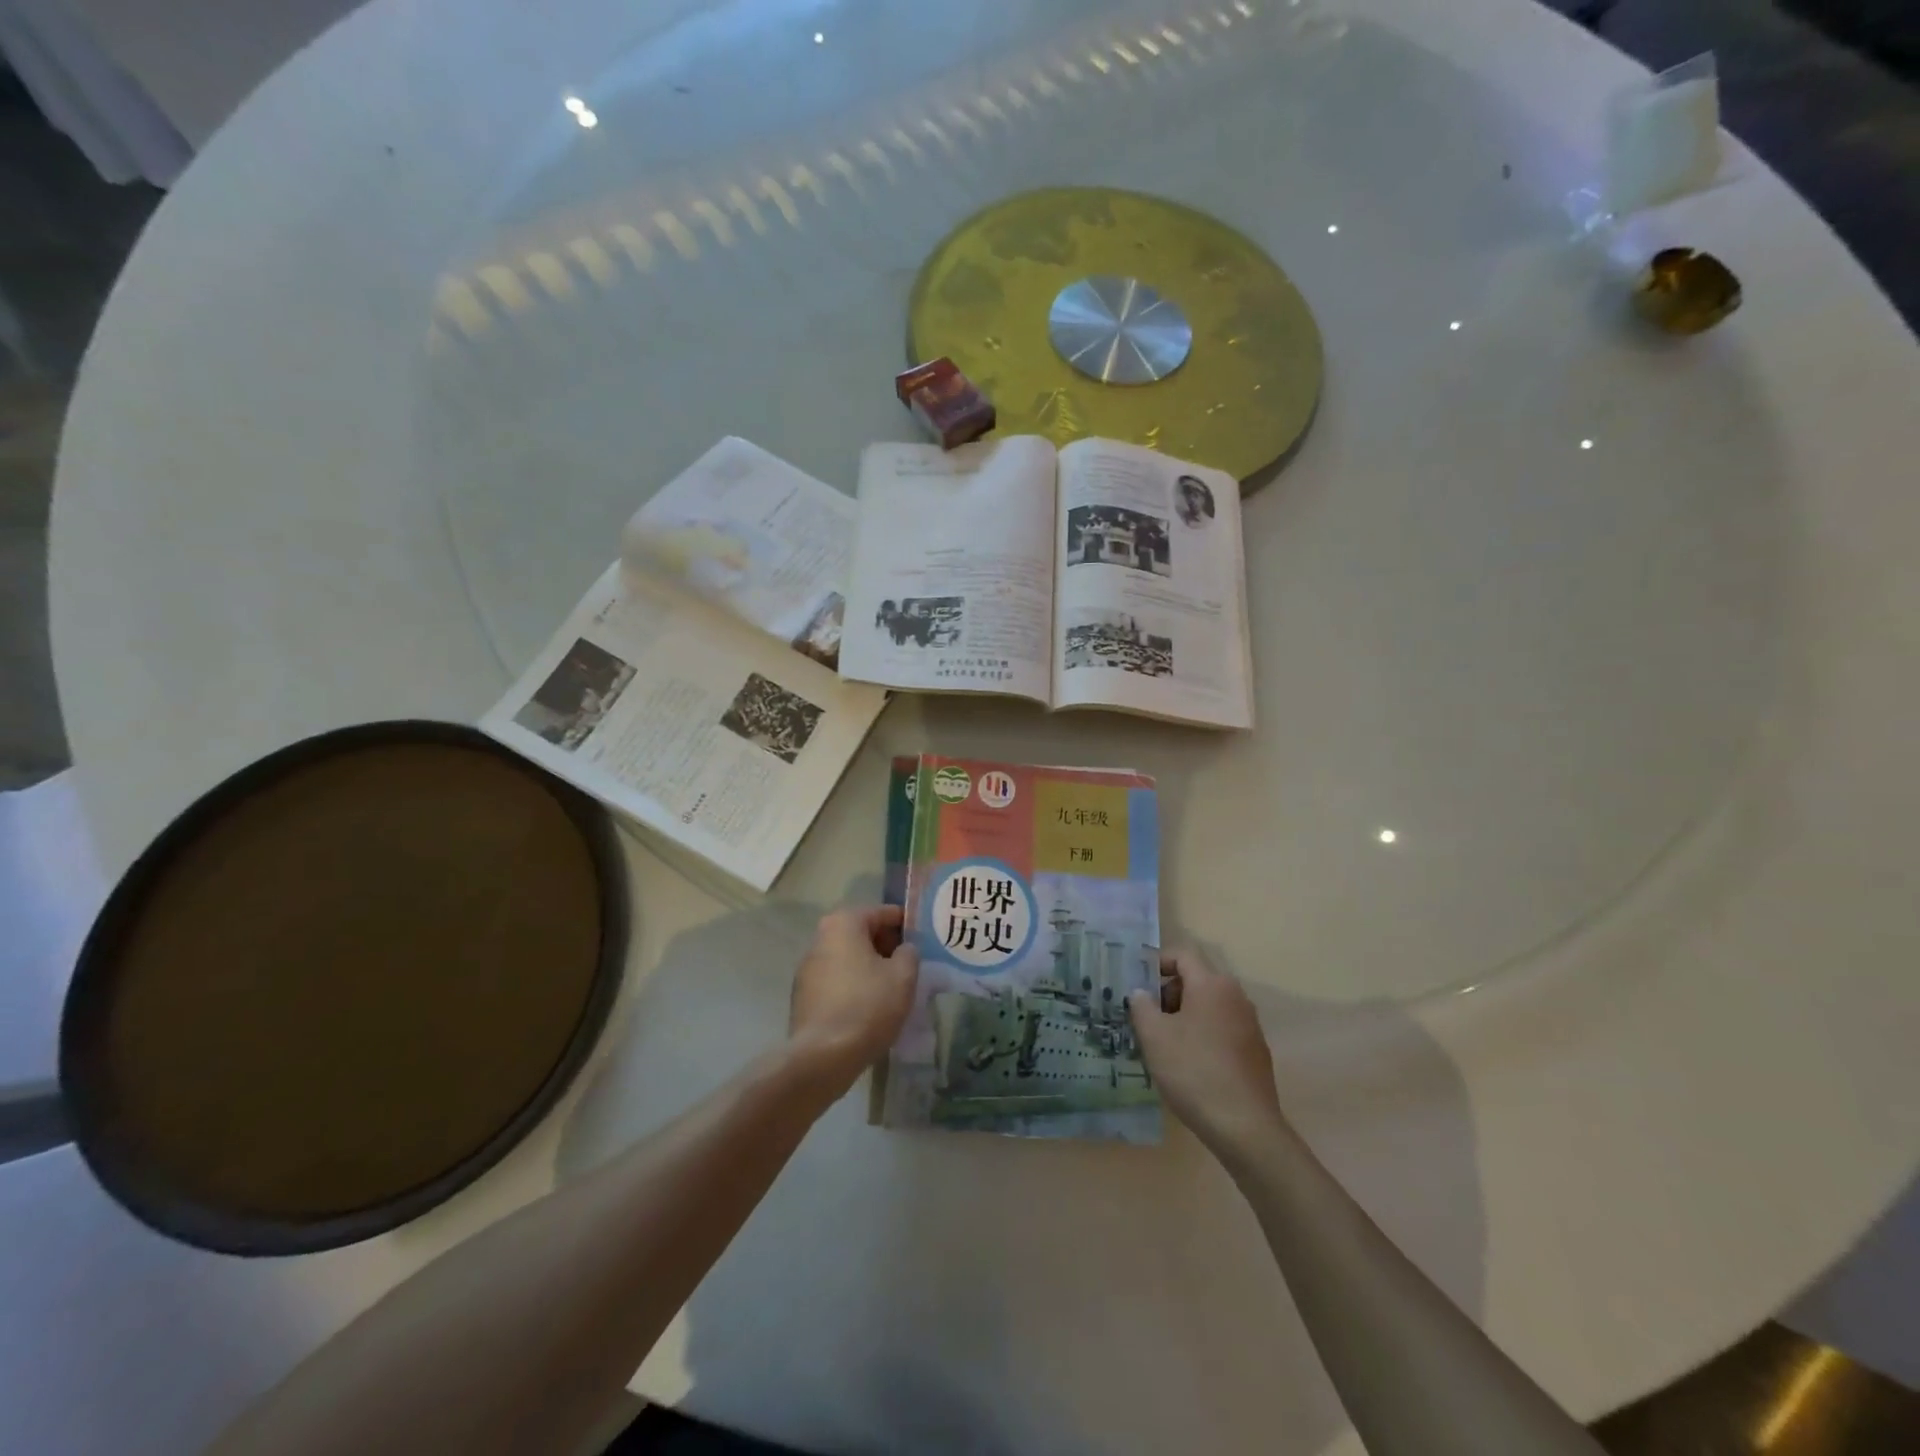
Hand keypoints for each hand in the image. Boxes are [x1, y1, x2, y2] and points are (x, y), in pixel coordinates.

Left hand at [786, 904, 918, 1091]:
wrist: (823, 1057)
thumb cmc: (868, 1006)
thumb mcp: (904, 976)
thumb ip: (909, 953)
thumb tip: (903, 950)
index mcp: (843, 923)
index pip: (882, 913)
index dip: (906, 925)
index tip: (923, 940)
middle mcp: (820, 938)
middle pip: (862, 934)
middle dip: (886, 947)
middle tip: (910, 966)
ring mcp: (807, 968)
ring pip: (848, 959)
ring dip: (869, 968)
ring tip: (893, 989)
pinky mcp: (803, 996)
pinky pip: (837, 981)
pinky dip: (854, 986)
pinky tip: (870, 1007)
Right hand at [1128, 951, 1287, 1160]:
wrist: (1245, 1127)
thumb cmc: (1194, 1072)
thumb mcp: (1154, 1036)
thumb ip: (1141, 1006)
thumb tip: (1140, 993)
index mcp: (1212, 984)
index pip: (1182, 955)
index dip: (1156, 963)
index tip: (1137, 984)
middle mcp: (1235, 996)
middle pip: (1196, 978)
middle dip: (1168, 992)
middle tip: (1146, 1017)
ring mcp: (1249, 1024)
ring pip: (1209, 1005)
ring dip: (1184, 1014)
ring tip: (1163, 1041)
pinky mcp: (1255, 1050)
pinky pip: (1222, 1027)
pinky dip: (1202, 1033)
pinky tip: (1189, 1063)